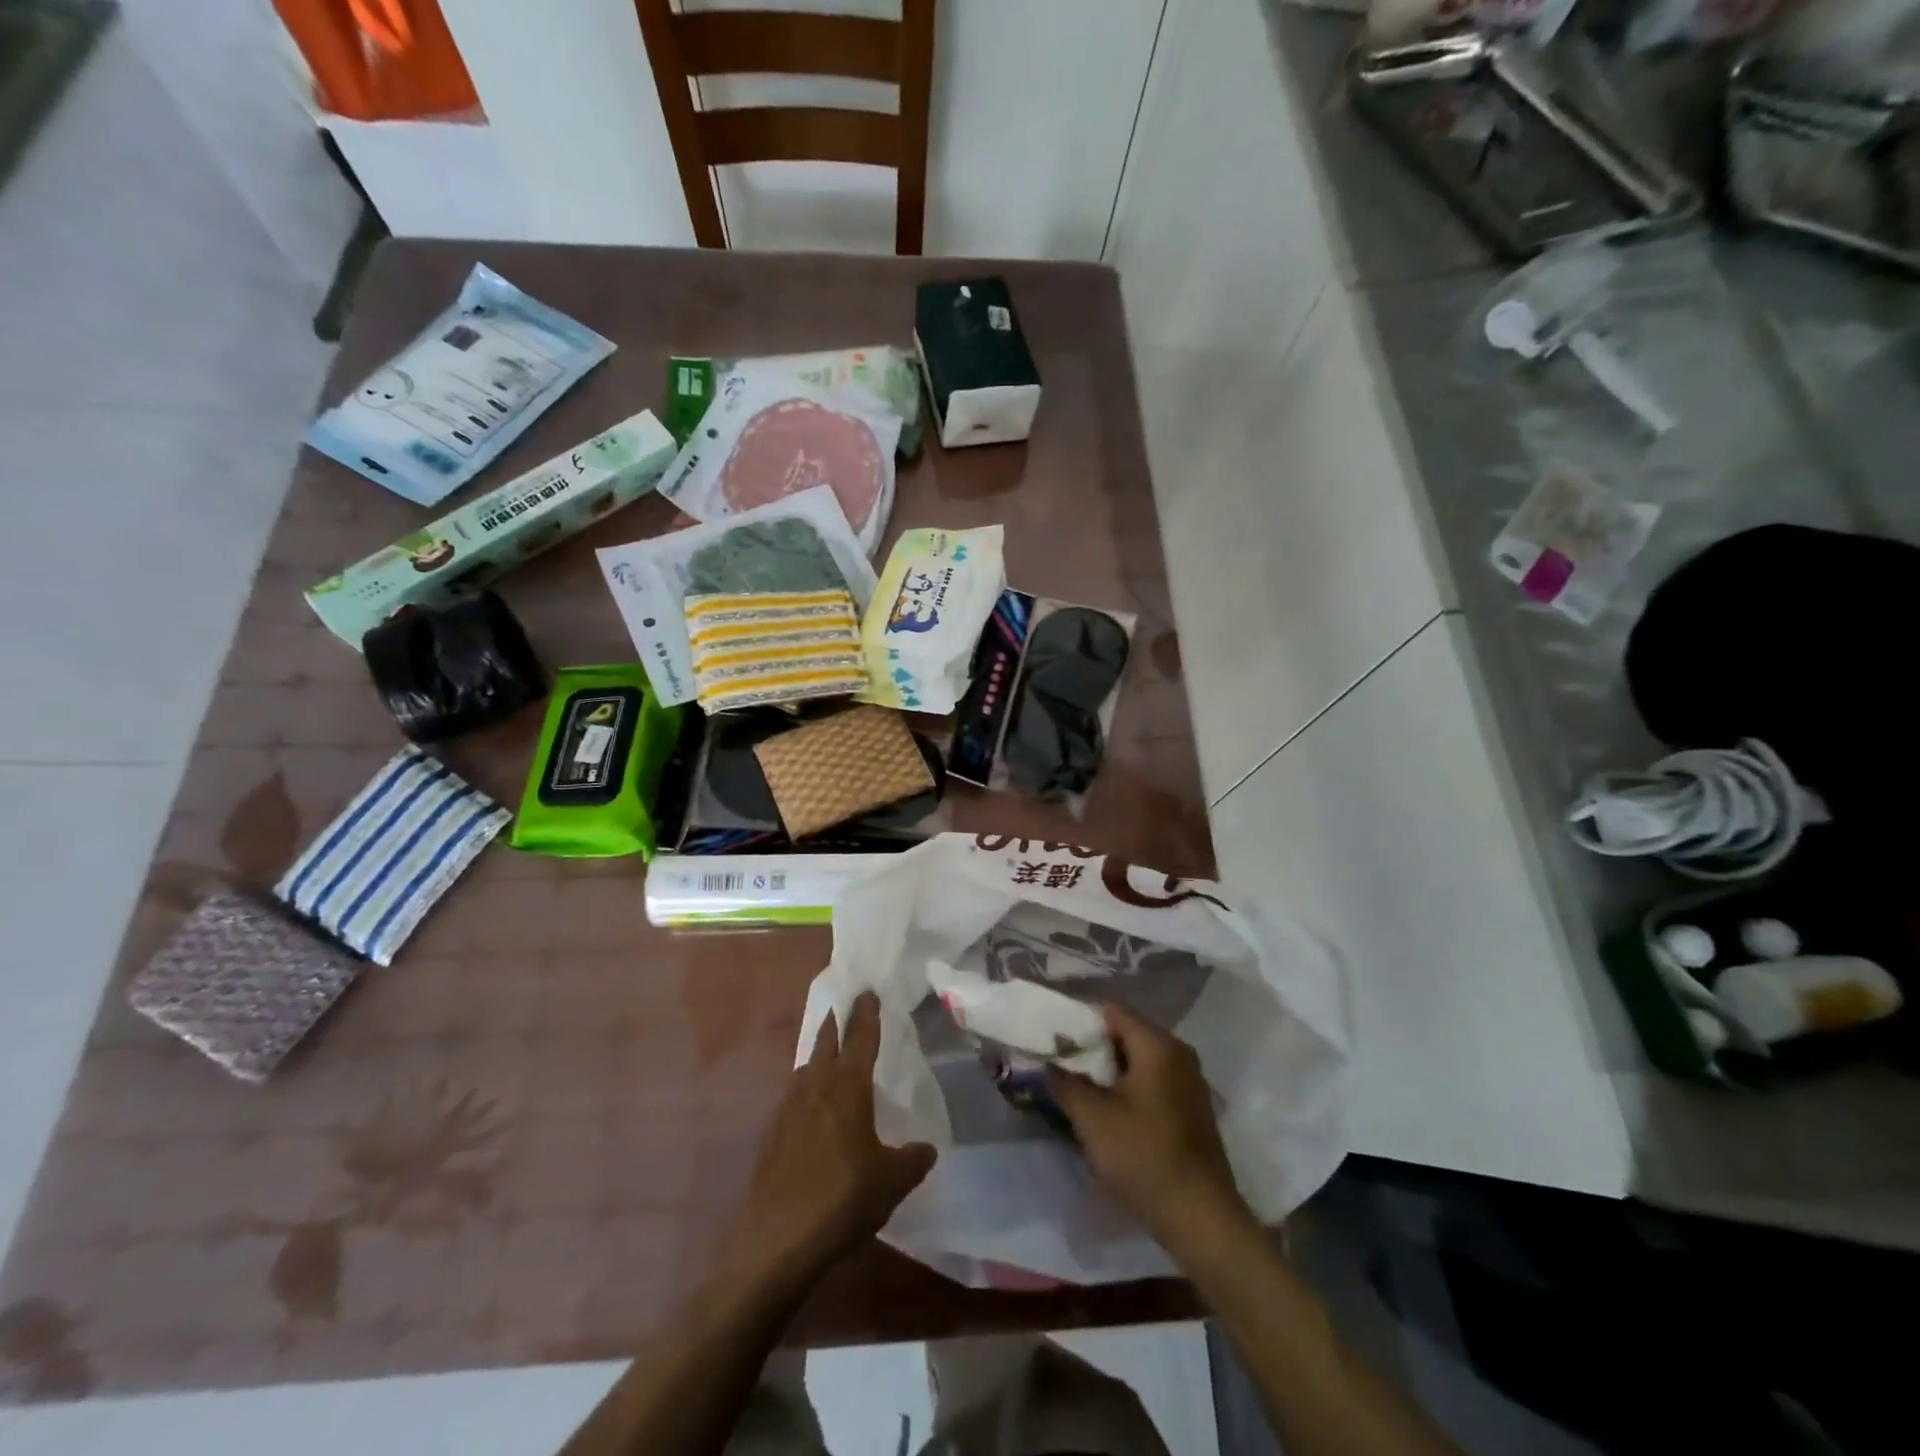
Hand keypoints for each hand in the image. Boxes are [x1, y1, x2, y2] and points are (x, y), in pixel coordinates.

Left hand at [723, 993, 935, 1286]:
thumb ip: (912, 1160)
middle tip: (846, 1007)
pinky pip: (794, 1097)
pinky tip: (812, 1109)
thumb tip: (927, 1149)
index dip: (866, 1013)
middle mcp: (815, 1086)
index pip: (860, 1037)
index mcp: (848, 1087)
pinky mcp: (772, 1135)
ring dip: (819, 1055)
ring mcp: (788, 1109)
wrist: (775, 1242)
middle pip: (826, 1042)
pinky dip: (806, 1090)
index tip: (868, 990)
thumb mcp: (892, 1182)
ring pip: (806, 1068)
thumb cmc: (842, 1200)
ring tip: (831, 1056)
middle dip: (837, 1023)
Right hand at [1048, 1003, 1251, 1253]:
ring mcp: (1188, 1080)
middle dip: (1090, 1043)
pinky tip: (1104, 1105)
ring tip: (1074, 1081)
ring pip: (1138, 1057)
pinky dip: (1126, 1084)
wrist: (1201, 1218)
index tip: (1050, 1030)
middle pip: (1125, 1031)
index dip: (1077, 1016)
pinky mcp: (1190, 1107)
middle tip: (1057, 1057)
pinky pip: (1151, 1079)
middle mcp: (1178, 1052)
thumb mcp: (1092, 1118)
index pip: (1111, 1009)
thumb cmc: (1143, 1156)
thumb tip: (1045, 1061)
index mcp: (1157, 1045)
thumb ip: (1064, 1081)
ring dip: (1107, 1066)